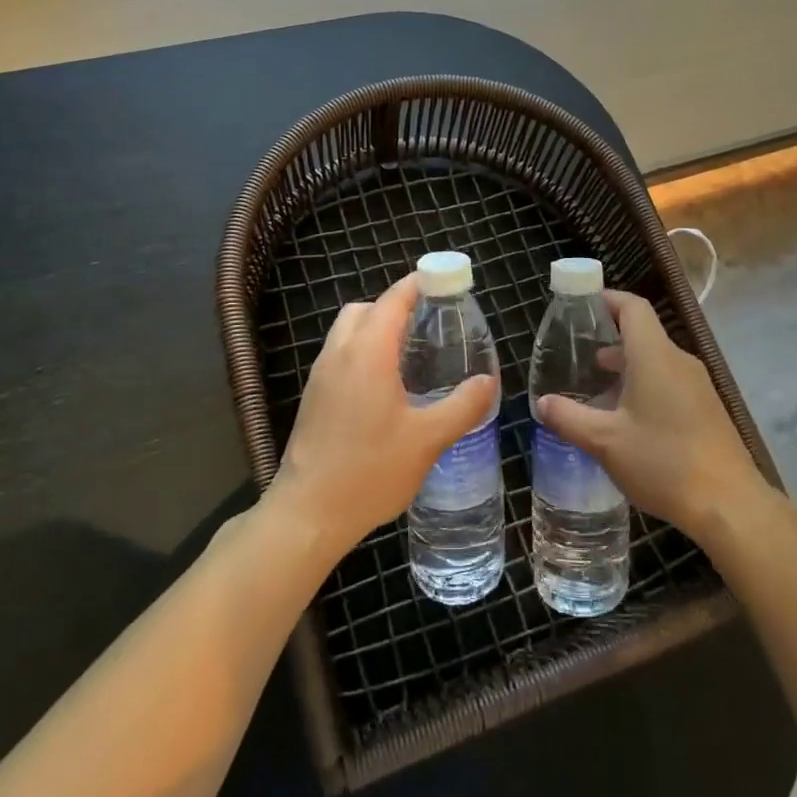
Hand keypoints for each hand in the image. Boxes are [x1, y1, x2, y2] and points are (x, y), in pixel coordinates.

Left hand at [268, 273, 496, 559]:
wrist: (308, 513)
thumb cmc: (370, 471)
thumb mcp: (428, 440)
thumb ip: (462, 406)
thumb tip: (488, 381)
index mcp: (368, 353)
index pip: (393, 299)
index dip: (419, 284)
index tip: (445, 282)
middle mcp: (339, 353)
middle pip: (366, 308)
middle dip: (396, 306)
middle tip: (429, 324)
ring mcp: (321, 375)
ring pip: (347, 331)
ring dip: (375, 328)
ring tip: (410, 354)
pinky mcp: (313, 397)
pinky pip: (339, 354)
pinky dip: (362, 351)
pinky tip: (385, 386)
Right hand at [535, 290, 771, 545]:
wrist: (730, 505)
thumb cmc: (663, 462)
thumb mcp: (605, 442)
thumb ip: (569, 418)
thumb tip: (542, 403)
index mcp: (654, 356)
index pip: (633, 307)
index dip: (606, 299)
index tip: (580, 307)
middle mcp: (679, 361)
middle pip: (643, 333)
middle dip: (609, 339)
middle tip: (576, 354)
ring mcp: (697, 385)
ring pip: (655, 360)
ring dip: (625, 367)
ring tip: (594, 389)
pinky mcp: (706, 408)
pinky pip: (669, 382)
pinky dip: (643, 386)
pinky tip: (625, 419)